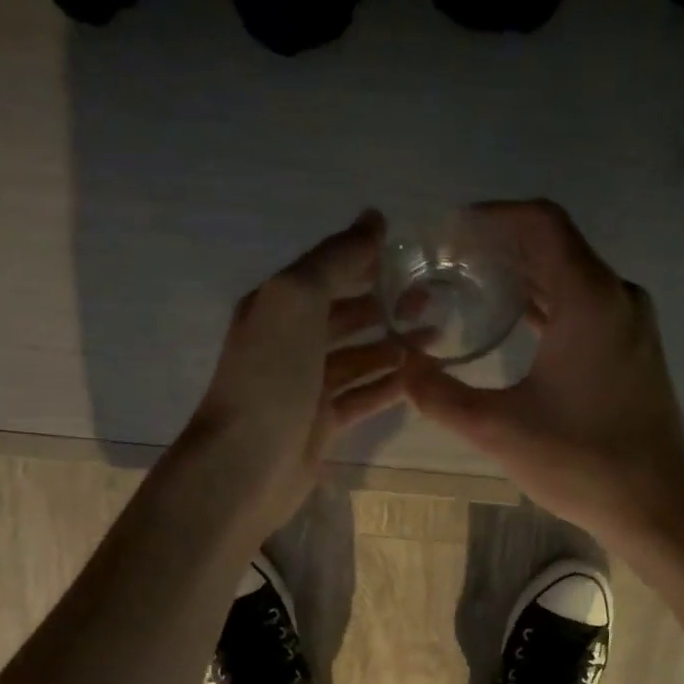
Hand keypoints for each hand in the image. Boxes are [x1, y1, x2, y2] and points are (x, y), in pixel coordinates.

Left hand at [182, 209, 408, 534]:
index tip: (414, 253)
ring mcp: (305, 385)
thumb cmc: (270, 377)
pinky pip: (361, 395)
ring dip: (394, 344)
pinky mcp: (321, 423)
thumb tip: (373, 218)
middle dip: (387, 303)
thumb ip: (335, 259)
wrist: (245, 465)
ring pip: (358, 356)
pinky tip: (419, 377)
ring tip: (438, 335)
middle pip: (346, 313)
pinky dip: (387, 385)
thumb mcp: (297, 300)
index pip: (328, 270)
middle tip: (434, 298)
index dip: (367, 258)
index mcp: (277, 305)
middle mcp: (289, 341)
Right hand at [401, 199, 683, 560]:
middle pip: (554, 245)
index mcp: (589, 299)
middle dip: (500, 244)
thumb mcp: (497, 429)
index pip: (541, 222)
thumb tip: (401, 366)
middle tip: (447, 260)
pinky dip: (545, 302)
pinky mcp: (632, 348)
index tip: (450, 229)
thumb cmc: (581, 462)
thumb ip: (439, 395)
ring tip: (469, 284)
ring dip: (523, 274)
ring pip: (570, 275)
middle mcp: (616, 296)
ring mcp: (630, 322)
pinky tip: (511, 321)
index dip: (493, 215)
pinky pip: (583, 304)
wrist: (657, 506)